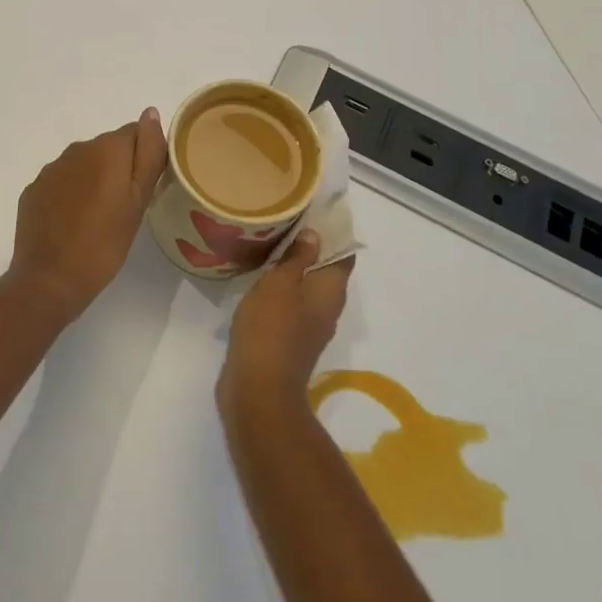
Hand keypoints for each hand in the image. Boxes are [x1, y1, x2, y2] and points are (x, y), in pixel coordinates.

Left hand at [8, 110, 167, 322]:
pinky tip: (73, 223)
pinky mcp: (33, 190)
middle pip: (109, 148)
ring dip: (94, 181)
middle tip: (125, 208)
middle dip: (119, 169)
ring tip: (99, 218)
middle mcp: (77, 149)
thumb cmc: (105, 243)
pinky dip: (70, 195)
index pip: (136, 133)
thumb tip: (151, 112)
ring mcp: (51, 169)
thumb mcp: (139, 200)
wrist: (49, 280)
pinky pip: (61, 182)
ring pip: (84, 165)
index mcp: (107, 148)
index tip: (145, 187)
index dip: (144, 158)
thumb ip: (148, 152)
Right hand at [219, 232, 353, 410]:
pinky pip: (292, 306)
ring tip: (270, 247)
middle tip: (286, 224)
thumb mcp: (281, 283)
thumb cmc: (271, 328)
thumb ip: (298, 257)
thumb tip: (314, 235)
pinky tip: (260, 281)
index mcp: (332, 290)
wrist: (258, 389)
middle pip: (326, 271)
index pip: (343, 254)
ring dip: (293, 270)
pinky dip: (281, 291)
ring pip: (307, 289)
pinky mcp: (291, 341)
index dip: (333, 233)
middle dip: (310, 248)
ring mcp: (310, 327)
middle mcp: (328, 308)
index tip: (314, 212)